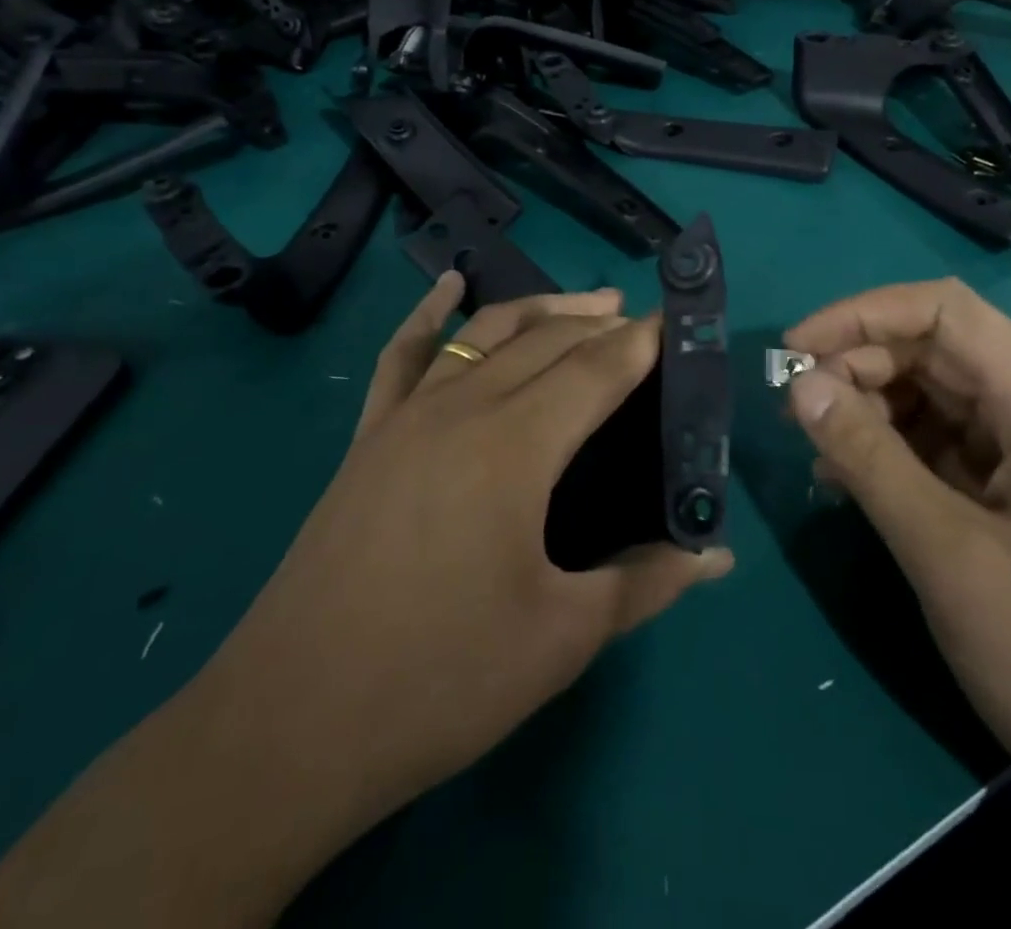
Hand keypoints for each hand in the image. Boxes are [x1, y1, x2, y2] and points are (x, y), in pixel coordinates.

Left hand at [0, 278, 732, 928]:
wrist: (291, 723)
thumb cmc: (441, 679)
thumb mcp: (562, 638)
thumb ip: (646, 582)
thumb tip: (719, 559)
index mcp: (516, 445)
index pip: (596, 370)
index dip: (642, 343)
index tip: (678, 322)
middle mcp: (463, 408)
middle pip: (548, 341)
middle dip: (602, 324)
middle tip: (644, 326)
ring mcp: (408, 415)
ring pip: (486, 333)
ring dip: (541, 309)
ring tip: (589, 303)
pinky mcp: (369, 437)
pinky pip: (404, 353)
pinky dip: (430, 313)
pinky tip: (449, 286)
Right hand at [783, 278, 1010, 928]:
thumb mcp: (949, 554)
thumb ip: (868, 457)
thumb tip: (799, 385)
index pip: (942, 312)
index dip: (861, 316)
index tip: (794, 351)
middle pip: (934, 352)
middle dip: (857, 368)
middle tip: (794, 412)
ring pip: (934, 399)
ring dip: (869, 412)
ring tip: (817, 453)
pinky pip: (943, 448)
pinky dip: (891, 454)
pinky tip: (848, 485)